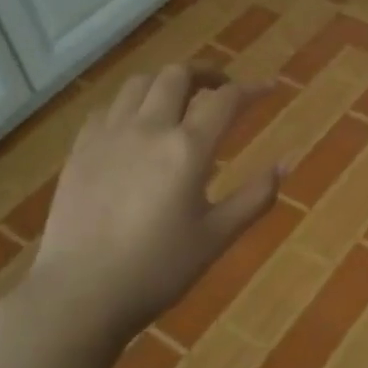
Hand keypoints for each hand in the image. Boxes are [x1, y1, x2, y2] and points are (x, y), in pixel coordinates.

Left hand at [20, 63, 281, 352]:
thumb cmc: (158, 269)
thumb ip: (255, 196)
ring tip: (180, 100)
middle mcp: (148, 128)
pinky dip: (132, 103)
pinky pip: (109, 107)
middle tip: (223, 89)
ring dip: (166, 83)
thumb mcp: (217, 237)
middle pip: (178, 76)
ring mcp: (108, 135)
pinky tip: (137, 124)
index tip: (270, 87)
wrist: (80, 294)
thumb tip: (286, 163)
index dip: (253, 89)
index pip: (226, 100)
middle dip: (207, 73)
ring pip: (139, 83)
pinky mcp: (80, 149)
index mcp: (187, 149)